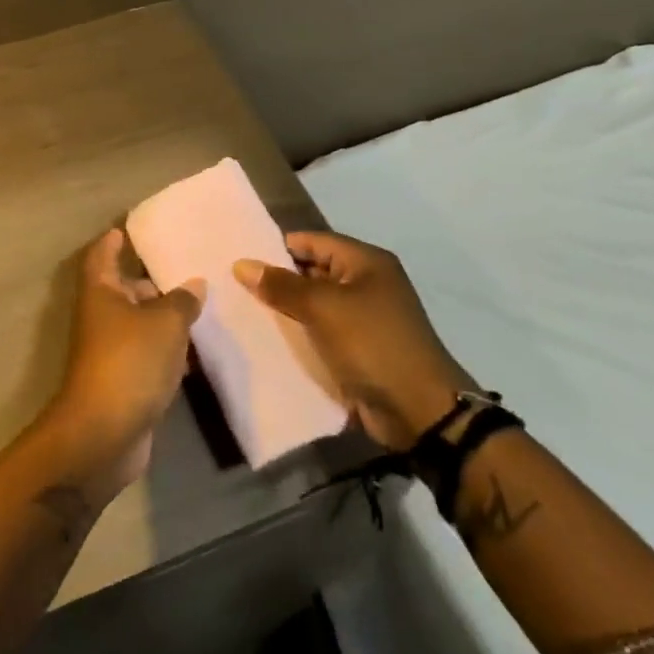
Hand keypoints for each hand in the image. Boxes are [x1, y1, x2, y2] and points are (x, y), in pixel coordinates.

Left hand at [48, 228, 202, 499]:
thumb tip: (194, 284)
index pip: (103, 254)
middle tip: (189, 269)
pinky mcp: (124, 381)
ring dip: (165, 317)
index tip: (131, 228)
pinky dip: (169, 350)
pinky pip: (149, 354)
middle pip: (124, 289)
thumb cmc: (129, 362)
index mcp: (100, 292)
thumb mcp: (165, 323)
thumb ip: (182, 300)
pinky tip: (198, 351)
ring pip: (140, 324)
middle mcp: (101, 317)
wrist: (104, 434)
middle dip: (152, 281)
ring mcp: (111, 351)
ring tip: (203, 305)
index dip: (114, 240)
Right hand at [235, 231, 475, 450]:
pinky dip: (298, 334)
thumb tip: (242, 264)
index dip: (277, 247)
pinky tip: (266, 338)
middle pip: (312, 271)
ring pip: (314, 304)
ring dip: (285, 308)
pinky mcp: (358, 348)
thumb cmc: (373, 344)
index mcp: (366, 262)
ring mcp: (364, 318)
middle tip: (233, 284)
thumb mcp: (323, 308)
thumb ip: (281, 285)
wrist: (420, 412)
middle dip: (277, 278)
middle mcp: (366, 283)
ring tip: (241, 308)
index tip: (241, 257)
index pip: (312, 241)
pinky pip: (320, 332)